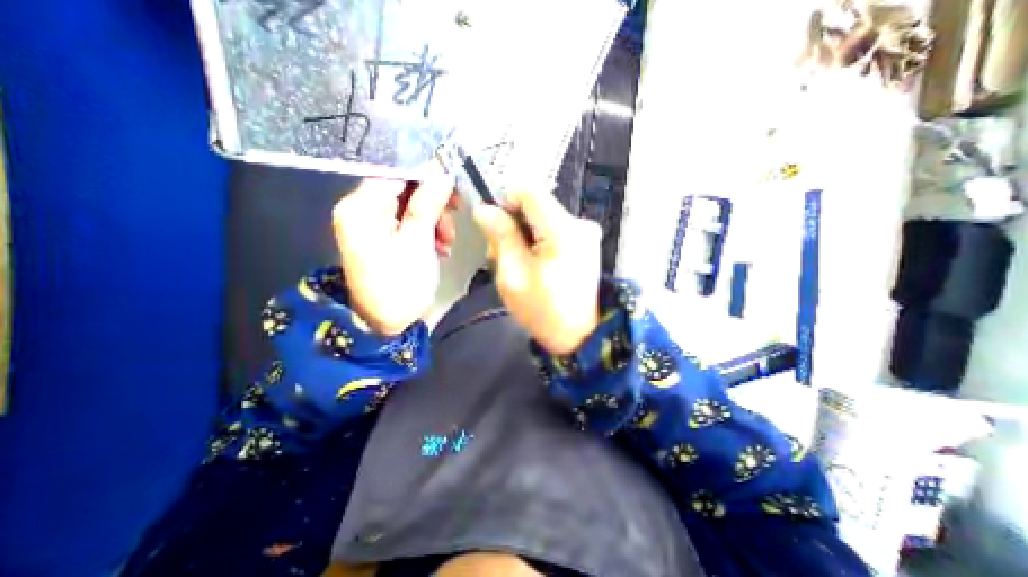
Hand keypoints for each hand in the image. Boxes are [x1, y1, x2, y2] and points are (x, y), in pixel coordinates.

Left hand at [333, 169, 456, 335]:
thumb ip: (428, 204)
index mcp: (360, 207)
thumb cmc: (400, 284)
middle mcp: (360, 209)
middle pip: (403, 188)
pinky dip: (426, 231)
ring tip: (447, 243)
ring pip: (409, 205)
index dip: (427, 175)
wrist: (384, 323)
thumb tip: (442, 172)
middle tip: (453, 217)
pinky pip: (407, 222)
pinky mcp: (381, 236)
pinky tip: (439, 247)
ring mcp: (370, 223)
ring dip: (433, 220)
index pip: (396, 172)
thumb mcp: (418, 243)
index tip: (454, 185)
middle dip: (433, 203)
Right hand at [474, 187, 604, 355]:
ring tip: (520, 264)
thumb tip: (484, 209)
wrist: (577, 336)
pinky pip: (554, 230)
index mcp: (562, 230)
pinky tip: (535, 264)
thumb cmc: (542, 310)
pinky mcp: (585, 243)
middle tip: (504, 255)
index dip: (505, 201)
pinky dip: (539, 242)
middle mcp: (579, 223)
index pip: (528, 190)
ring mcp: (586, 233)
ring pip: (542, 218)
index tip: (495, 225)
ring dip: (525, 236)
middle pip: (535, 205)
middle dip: (514, 224)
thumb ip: (501, 237)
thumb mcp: (513, 274)